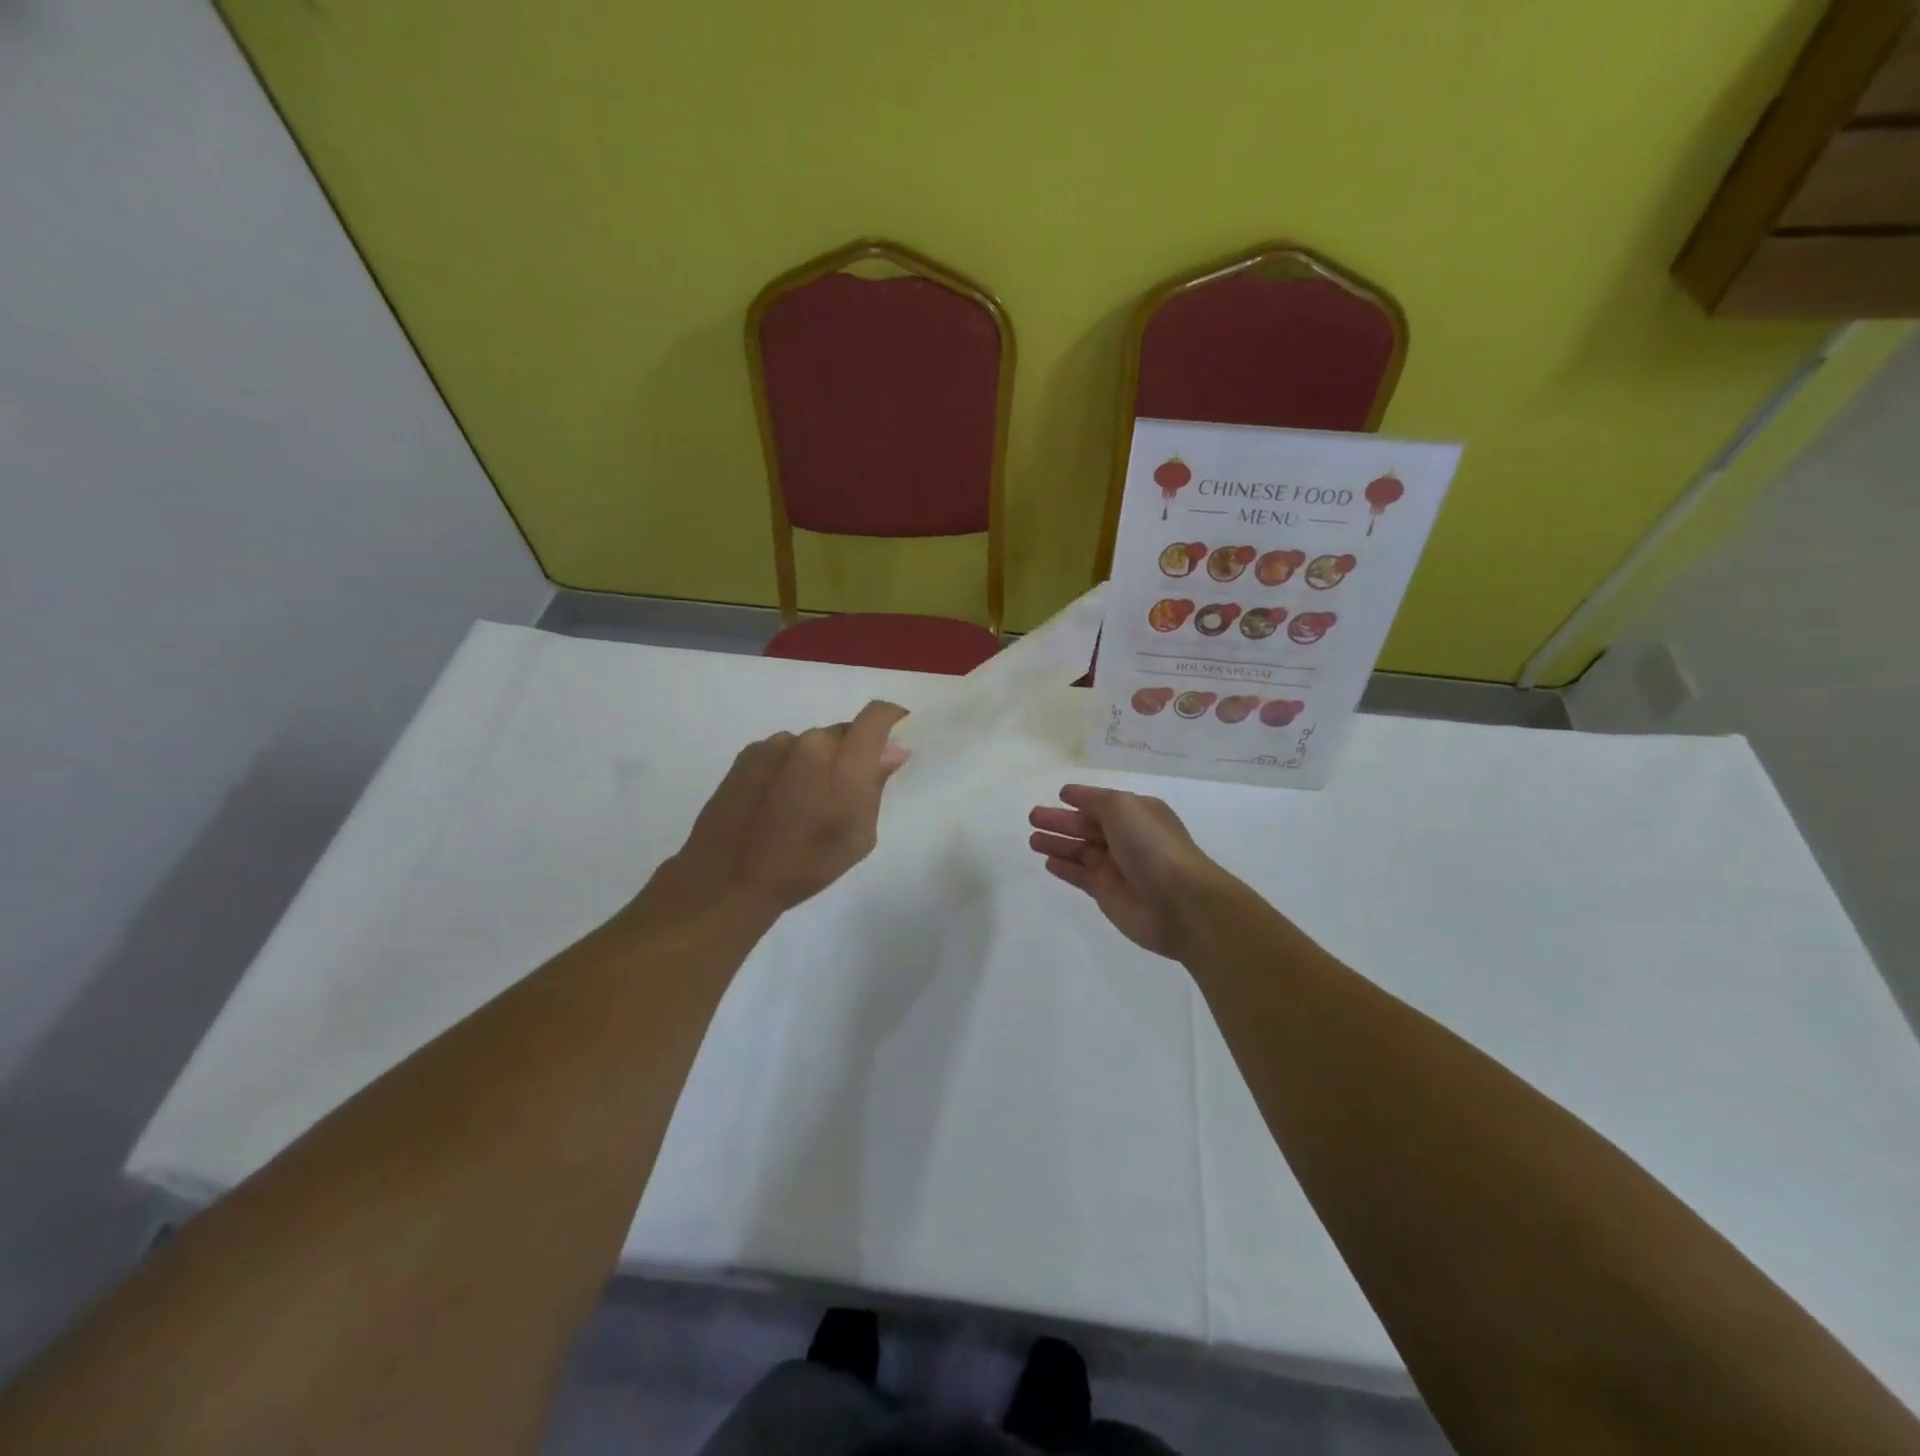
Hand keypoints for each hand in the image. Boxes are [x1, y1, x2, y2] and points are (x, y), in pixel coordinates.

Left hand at [649, 701, 910, 919]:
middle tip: (843, 791)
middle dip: (851, 753)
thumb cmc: (806, 865)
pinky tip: (776, 801)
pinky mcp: (748, 754)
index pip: (876, 716)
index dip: (891, 717)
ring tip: (803, 802)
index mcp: (845, 762)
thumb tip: (892, 751)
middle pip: (843, 733)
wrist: (729, 878)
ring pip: (811, 744)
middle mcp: (812, 742)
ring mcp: (776, 745)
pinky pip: (783, 752)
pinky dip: (789, 767)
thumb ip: (876, 786)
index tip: (896, 729)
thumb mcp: (858, 836)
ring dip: (817, 762)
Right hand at [1027, 784, 1237, 958]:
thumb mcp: (1123, 808)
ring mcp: (1117, 867)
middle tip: (1032, 817)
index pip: (1102, 803)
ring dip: (1057, 844)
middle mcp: (1127, 838)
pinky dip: (1064, 868)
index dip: (1081, 798)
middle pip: (1087, 826)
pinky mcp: (1107, 893)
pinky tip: (1047, 862)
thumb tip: (1071, 795)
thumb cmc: (1152, 847)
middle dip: (1061, 821)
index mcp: (1137, 814)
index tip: (1060, 795)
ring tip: (1032, 840)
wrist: (1179, 903)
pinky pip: (1080, 875)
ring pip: (1080, 851)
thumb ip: (1095, 800)